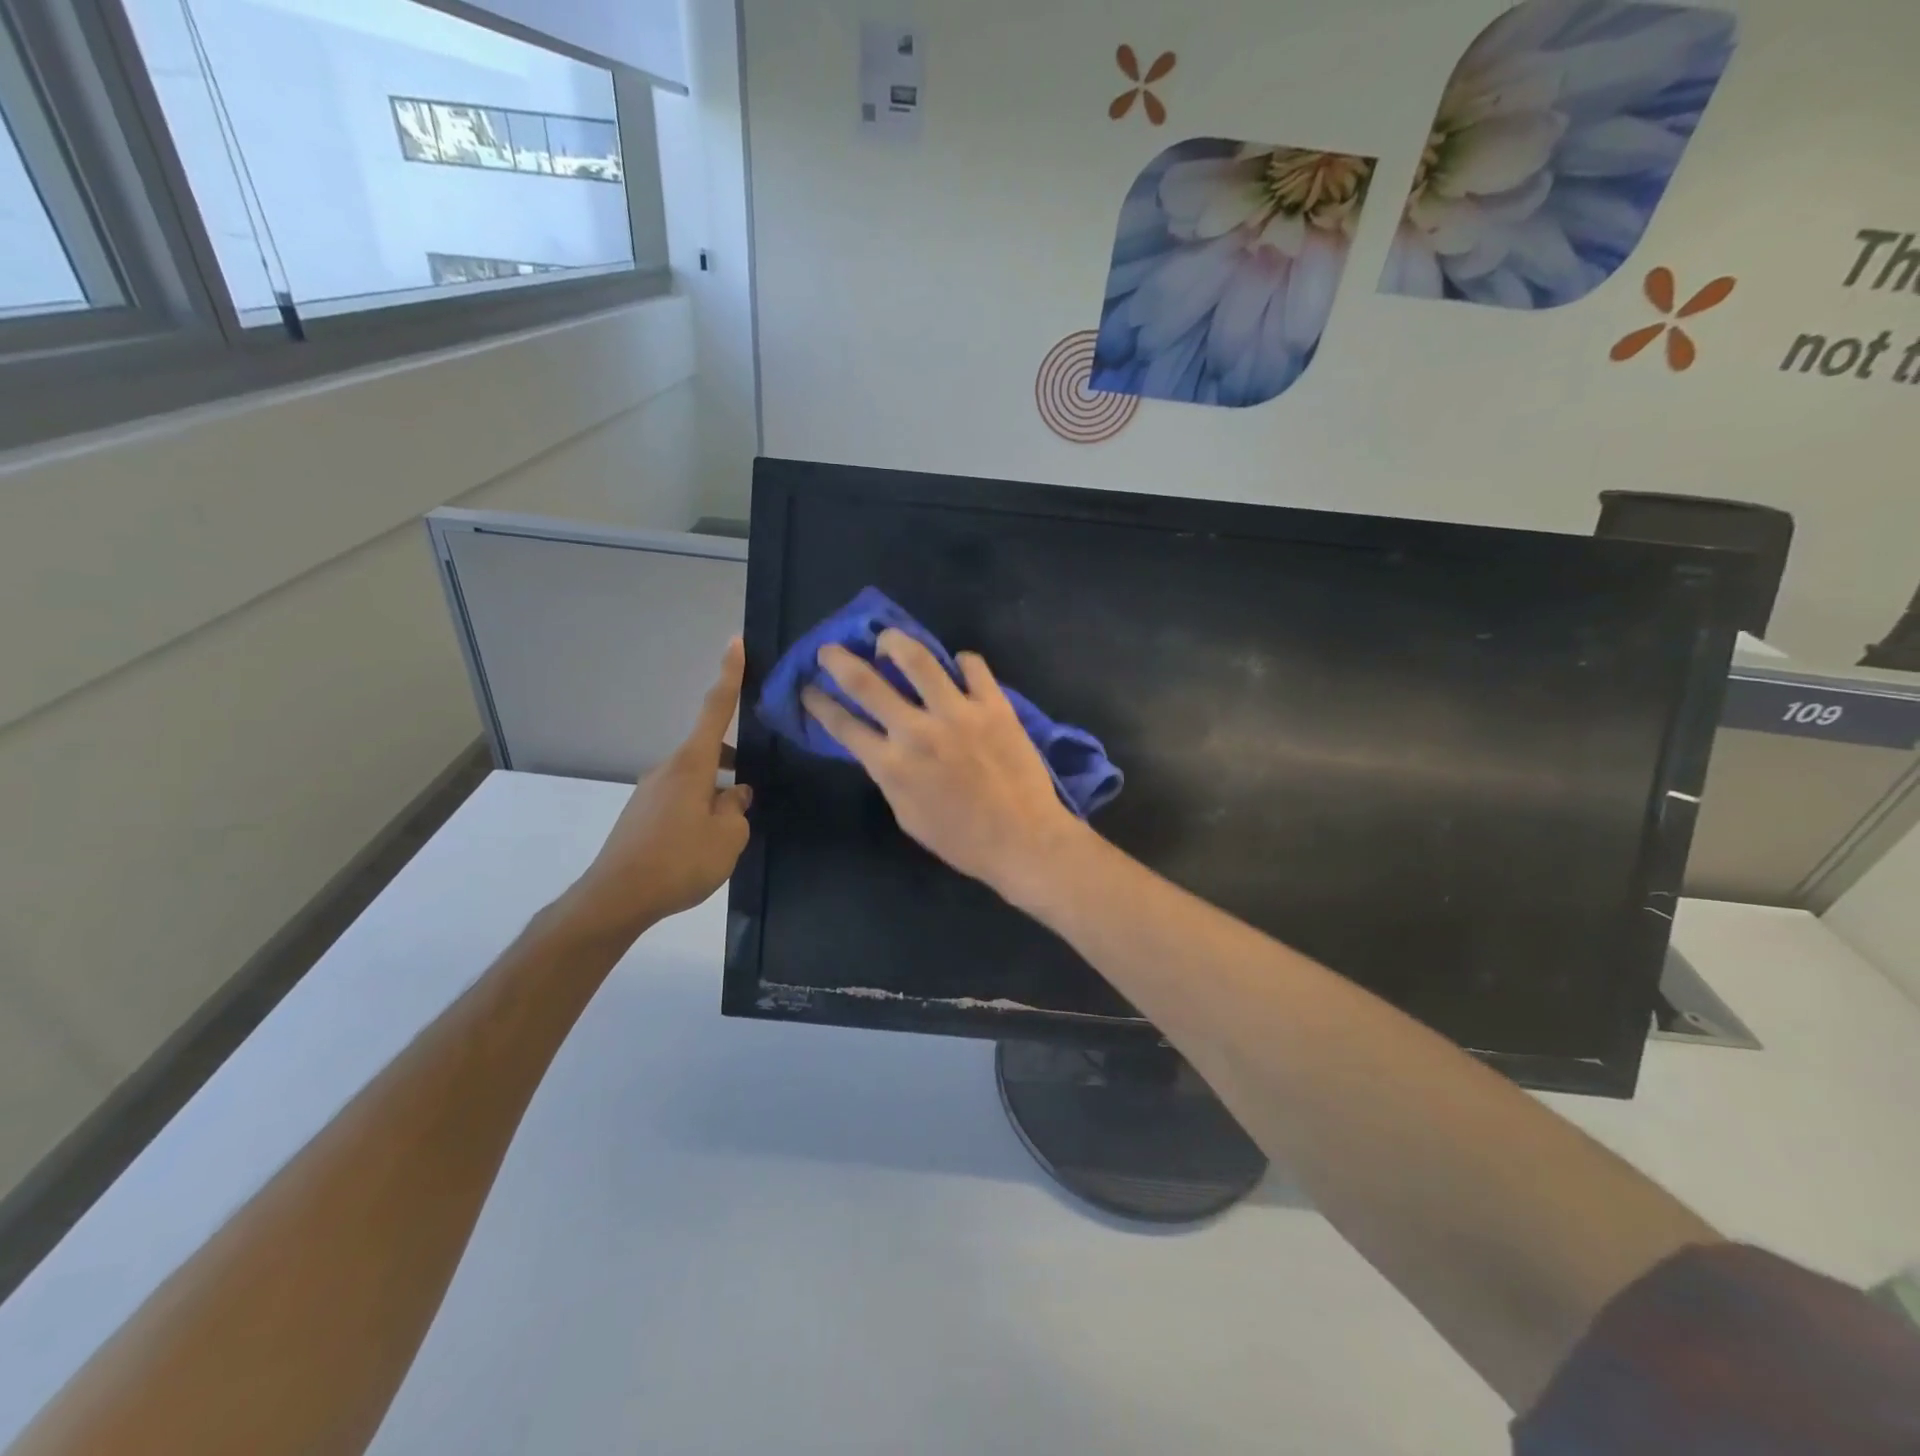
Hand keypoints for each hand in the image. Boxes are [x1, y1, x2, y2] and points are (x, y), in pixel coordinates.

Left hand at [558, 638, 752, 941]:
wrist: (615, 898)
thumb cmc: (679, 861)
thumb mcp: (728, 836)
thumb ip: (737, 808)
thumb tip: (735, 793)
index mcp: (691, 765)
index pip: (715, 710)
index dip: (729, 676)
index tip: (735, 643)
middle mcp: (668, 769)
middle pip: (707, 752)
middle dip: (731, 763)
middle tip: (751, 794)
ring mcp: (650, 792)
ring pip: (695, 779)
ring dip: (715, 793)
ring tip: (729, 832)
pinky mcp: (641, 815)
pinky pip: (680, 800)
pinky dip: (698, 809)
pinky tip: (703, 844)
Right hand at [803, 631, 1084, 901]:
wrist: (1023, 838)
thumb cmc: (962, 840)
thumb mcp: (907, 816)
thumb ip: (889, 777)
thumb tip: (880, 749)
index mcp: (891, 765)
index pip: (843, 725)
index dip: (820, 704)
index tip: (808, 688)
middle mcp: (917, 731)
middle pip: (866, 682)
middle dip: (839, 661)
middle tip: (830, 649)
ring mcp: (957, 712)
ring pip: (917, 658)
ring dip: (895, 642)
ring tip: (888, 640)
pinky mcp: (993, 705)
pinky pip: (973, 666)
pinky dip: (961, 661)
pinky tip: (957, 666)